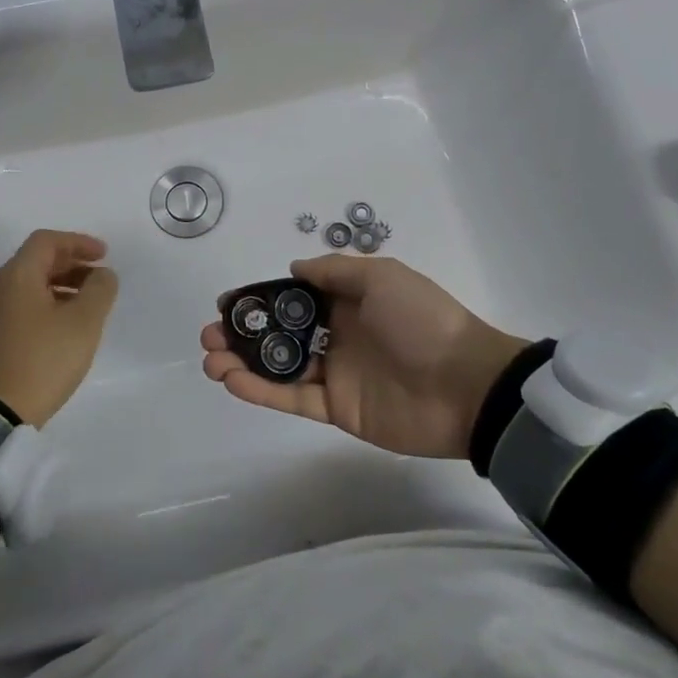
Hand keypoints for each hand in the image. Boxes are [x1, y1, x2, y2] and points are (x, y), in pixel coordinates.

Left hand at [0, 230, 117, 427]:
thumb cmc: (43, 359)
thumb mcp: (84, 321)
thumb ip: (100, 290)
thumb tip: (102, 274)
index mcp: (18, 275)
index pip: (47, 241)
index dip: (78, 242)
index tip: (104, 255)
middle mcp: (1, 288)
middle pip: (37, 260)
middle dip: (72, 263)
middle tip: (99, 278)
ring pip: (32, 285)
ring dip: (63, 285)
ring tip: (89, 305)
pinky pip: (25, 307)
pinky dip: (50, 304)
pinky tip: (67, 327)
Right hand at [201, 255, 525, 458]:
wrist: (466, 386)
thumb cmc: (422, 321)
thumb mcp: (382, 277)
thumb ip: (335, 271)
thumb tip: (294, 268)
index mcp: (348, 301)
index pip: (292, 297)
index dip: (258, 299)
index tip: (227, 302)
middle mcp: (337, 334)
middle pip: (279, 332)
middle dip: (242, 332)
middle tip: (210, 334)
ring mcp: (336, 373)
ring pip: (279, 366)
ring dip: (243, 362)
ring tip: (211, 359)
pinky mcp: (337, 409)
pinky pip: (292, 398)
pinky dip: (261, 391)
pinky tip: (233, 381)